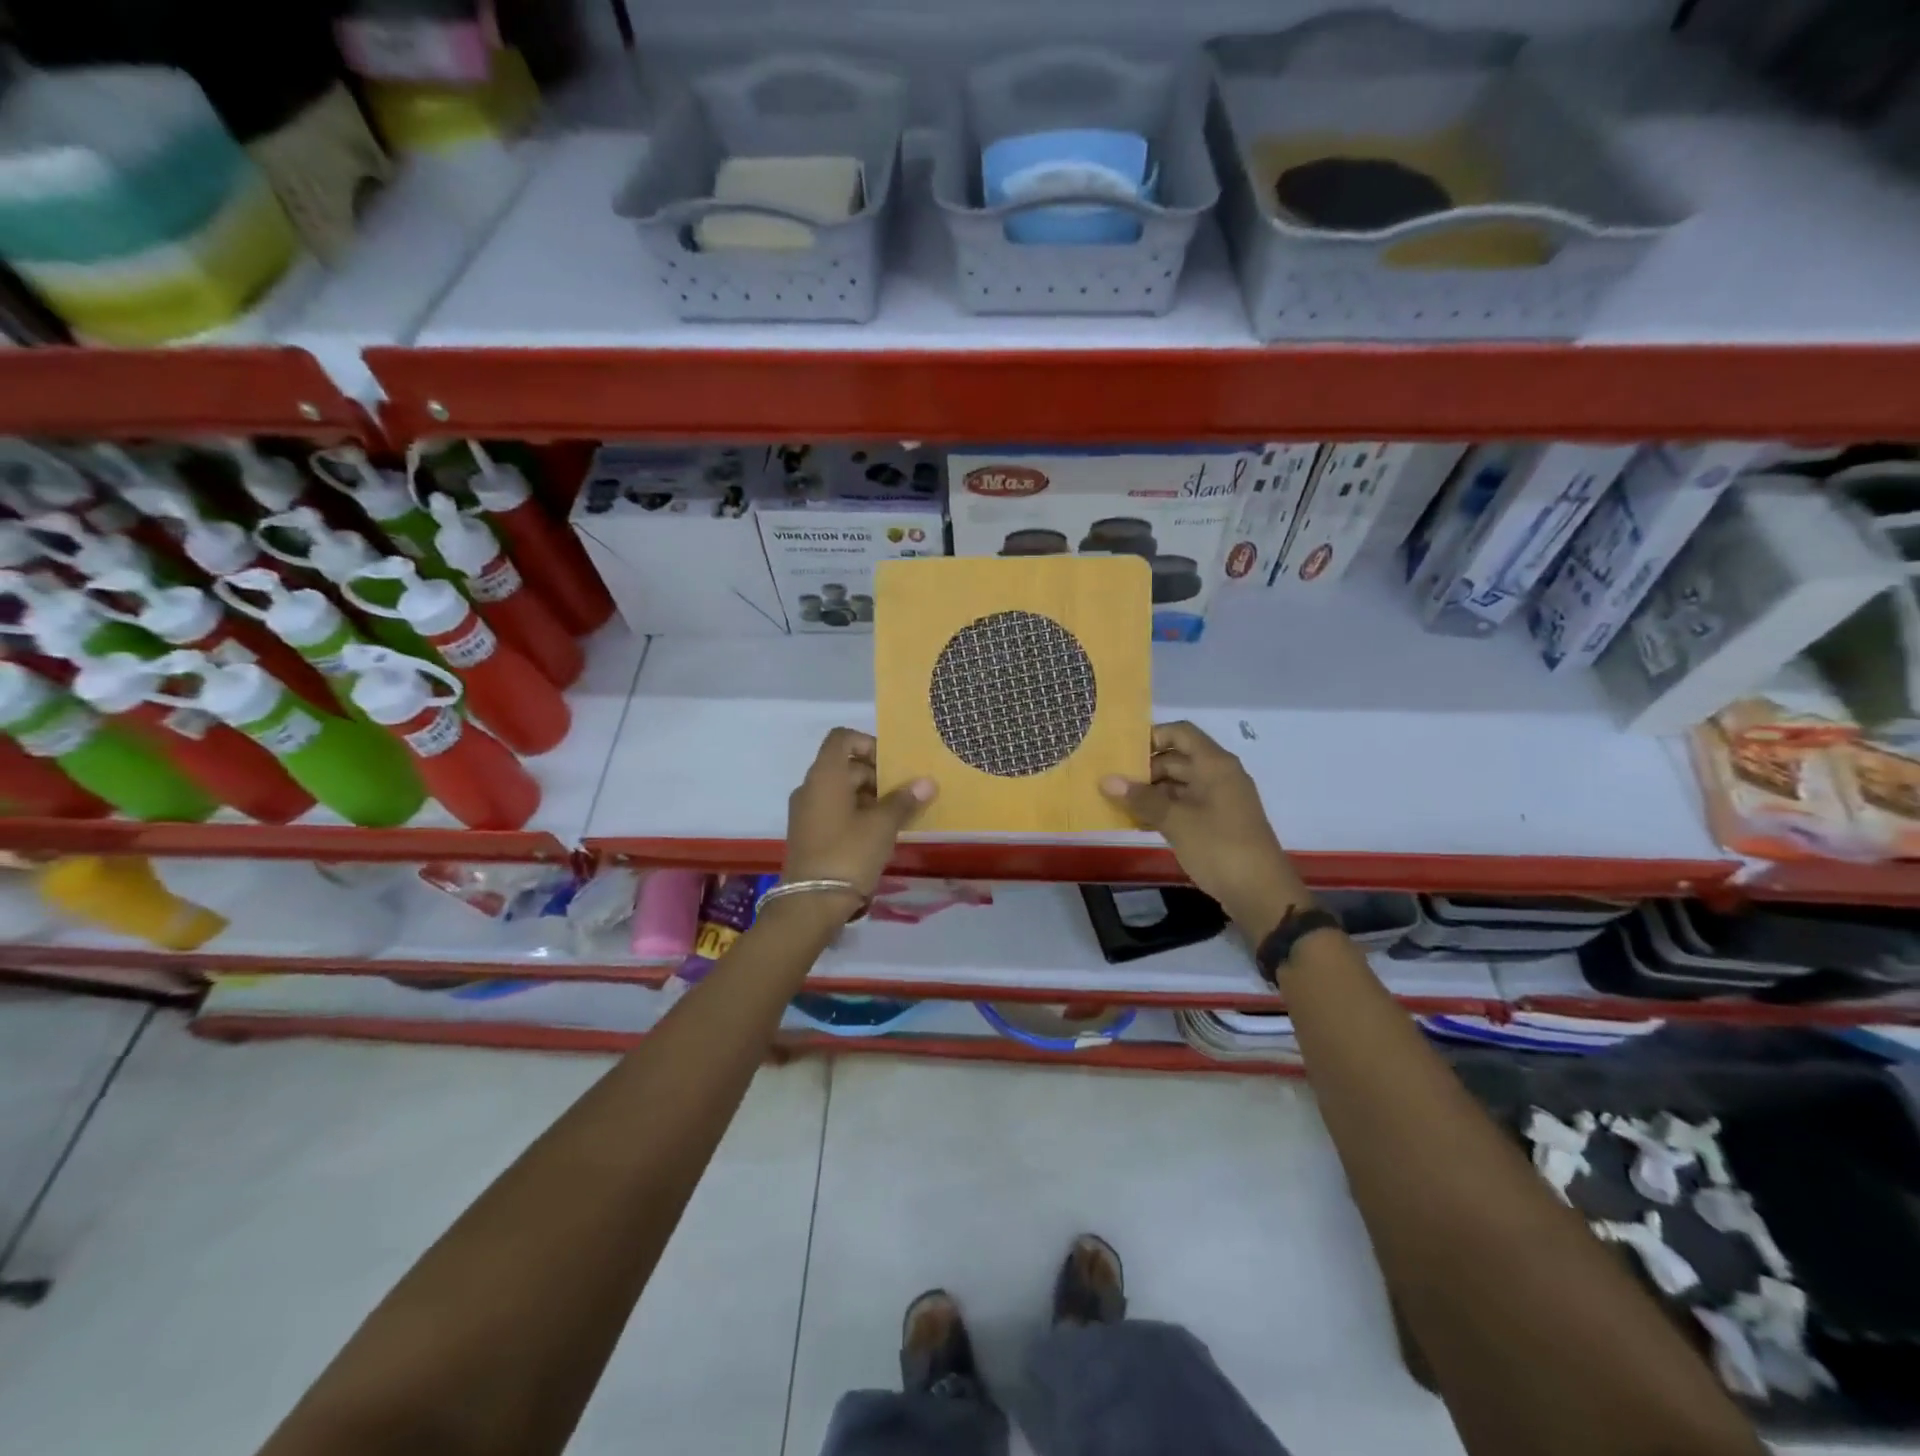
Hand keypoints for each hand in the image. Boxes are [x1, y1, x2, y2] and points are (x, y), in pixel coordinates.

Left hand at [782, 728, 936, 899]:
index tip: (892, 766)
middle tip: (904, 796)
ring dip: (870, 797)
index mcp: (825, 775)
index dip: (869, 744)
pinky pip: (834, 810)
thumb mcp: (883, 826)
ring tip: (897, 817)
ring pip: (842, 790)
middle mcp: (811, 787)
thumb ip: (905, 800)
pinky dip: (857, 813)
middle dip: (877, 776)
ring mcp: (806, 811)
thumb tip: (928, 782)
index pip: (842, 738)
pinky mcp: (808, 833)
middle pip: (846, 765)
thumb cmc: (848, 854)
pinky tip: (879, 834)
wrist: (811, 903)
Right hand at [1100, 721, 1309, 935]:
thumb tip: (1106, 780)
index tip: (1122, 754)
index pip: (1180, 733)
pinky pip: (1185, 806)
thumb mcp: (1176, 821)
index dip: (1151, 737)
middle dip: (1144, 770)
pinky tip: (1138, 824)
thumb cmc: (1219, 847)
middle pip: (1176, 759)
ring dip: (1150, 793)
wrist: (1261, 893)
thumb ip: (1141, 798)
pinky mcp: (1217, 823)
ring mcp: (1219, 800)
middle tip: (1112, 784)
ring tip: (1118, 805)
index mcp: (1214, 764)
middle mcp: (1218, 775)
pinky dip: (1163, 811)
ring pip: (1178, 785)